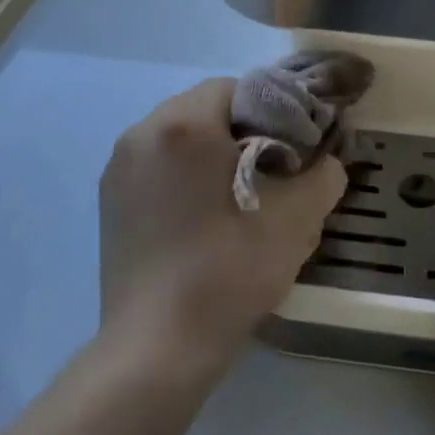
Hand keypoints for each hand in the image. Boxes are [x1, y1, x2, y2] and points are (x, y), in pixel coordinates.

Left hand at [99, 78, 346, 374]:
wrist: (157, 347)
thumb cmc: (229, 271)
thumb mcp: (297, 219)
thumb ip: (323, 174)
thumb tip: (326, 161)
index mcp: (183, 124)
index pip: (237, 88)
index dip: (273, 111)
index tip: (293, 149)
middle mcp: (141, 133)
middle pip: (205, 109)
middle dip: (241, 132)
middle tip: (272, 173)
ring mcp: (118, 168)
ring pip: (178, 138)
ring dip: (209, 153)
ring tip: (237, 197)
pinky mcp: (108, 202)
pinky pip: (156, 167)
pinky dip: (182, 177)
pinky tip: (201, 219)